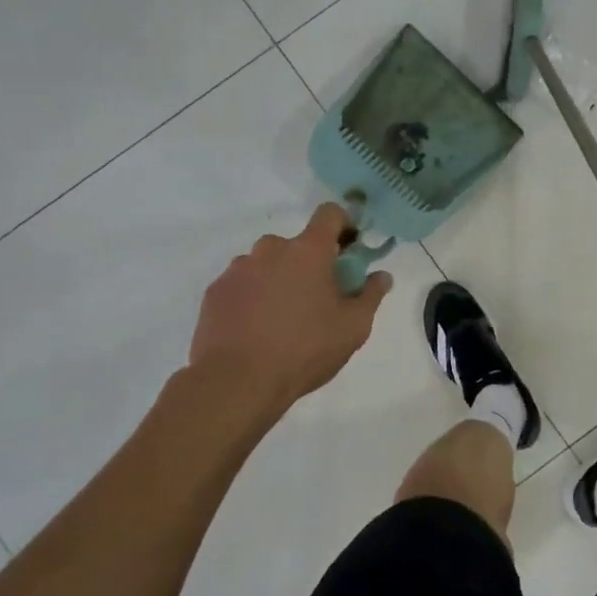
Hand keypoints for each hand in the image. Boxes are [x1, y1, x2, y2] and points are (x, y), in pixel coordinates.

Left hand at [188, 204, 392, 413]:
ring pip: (266, 264)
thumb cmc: (304, 349)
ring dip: (278, 280)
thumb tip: (381, 275)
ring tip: (282, 319)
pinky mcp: (215, 291)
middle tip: (316, 298)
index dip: (343, 224)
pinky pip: (241, 284)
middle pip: (296, 244)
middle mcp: (271, 249)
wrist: (236, 382)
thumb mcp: (353, 327)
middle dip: (308, 263)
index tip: (348, 249)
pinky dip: (252, 297)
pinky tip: (255, 329)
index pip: (330, 213)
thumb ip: (371, 294)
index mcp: (308, 251)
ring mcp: (238, 269)